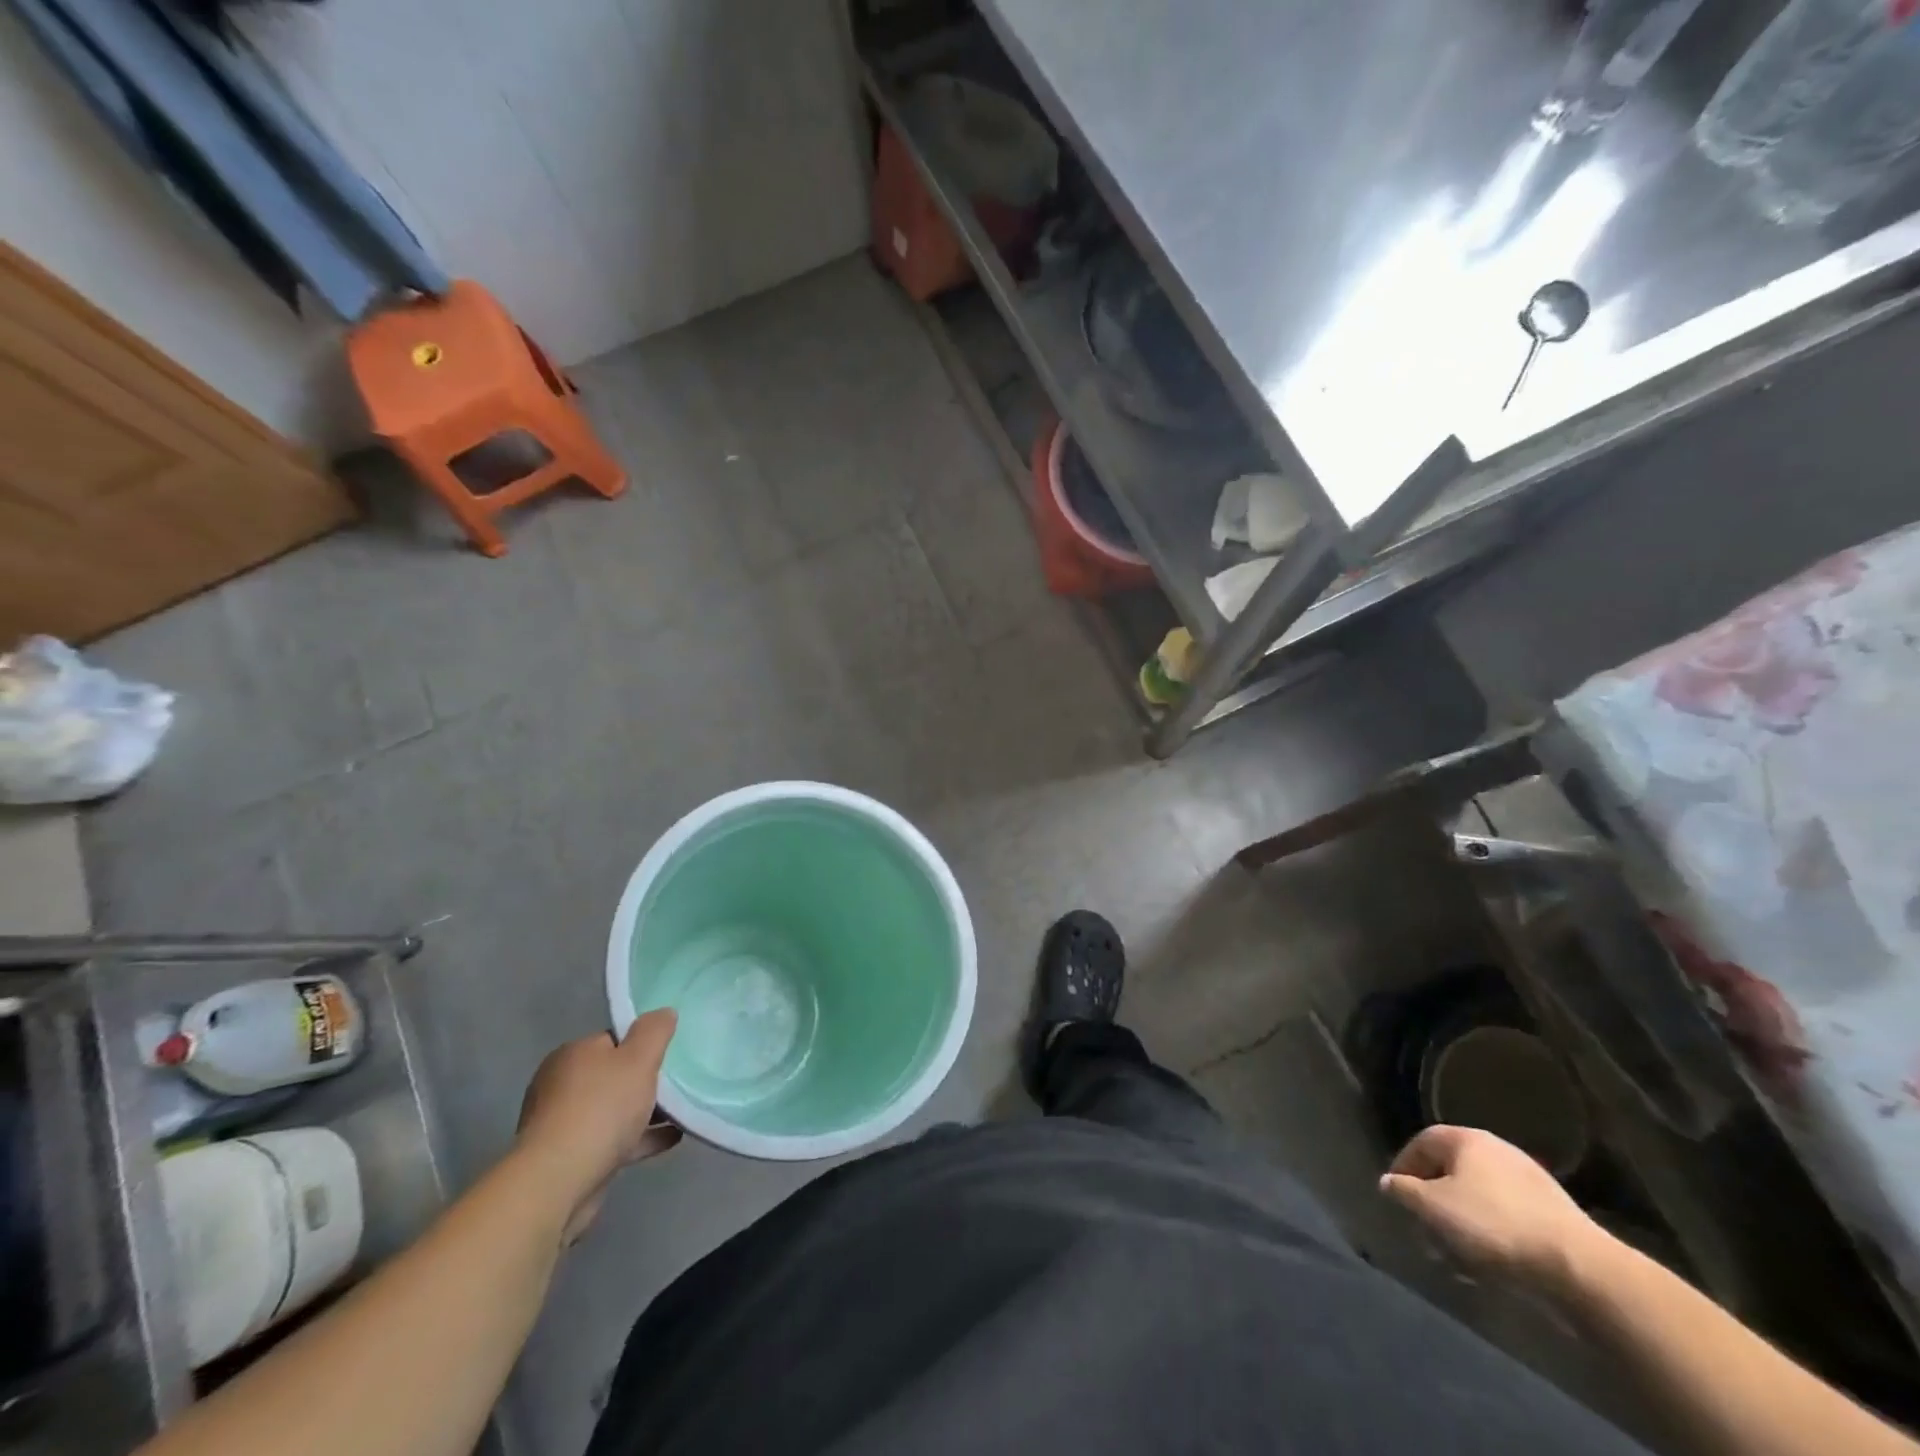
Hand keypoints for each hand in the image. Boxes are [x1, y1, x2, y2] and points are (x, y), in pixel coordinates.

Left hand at [516, 1010, 678, 1241]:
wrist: (559, 1182)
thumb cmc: (601, 1109)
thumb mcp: (638, 1059)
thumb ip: (654, 1032)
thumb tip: (663, 1013)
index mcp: (572, 1055)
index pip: (613, 1040)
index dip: (642, 1045)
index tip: (668, 1055)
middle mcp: (561, 1085)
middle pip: (613, 1075)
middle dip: (643, 1080)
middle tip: (677, 1084)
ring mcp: (562, 1125)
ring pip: (613, 1110)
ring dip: (644, 1111)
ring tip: (681, 1112)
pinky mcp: (570, 1159)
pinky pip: (613, 1140)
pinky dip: (639, 1137)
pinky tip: (671, 1138)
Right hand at [1380, 1125, 1606, 1290]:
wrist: (1580, 1269)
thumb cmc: (1492, 1226)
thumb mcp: (1432, 1208)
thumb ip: (1403, 1192)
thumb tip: (1390, 1183)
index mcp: (1467, 1139)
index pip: (1422, 1143)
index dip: (1403, 1167)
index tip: (1395, 1197)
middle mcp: (1497, 1149)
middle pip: (1452, 1170)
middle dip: (1434, 1200)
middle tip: (1425, 1229)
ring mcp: (1531, 1181)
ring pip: (1480, 1196)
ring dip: (1462, 1221)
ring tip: (1456, 1255)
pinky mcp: (1554, 1214)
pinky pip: (1507, 1216)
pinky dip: (1491, 1233)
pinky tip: (1490, 1263)